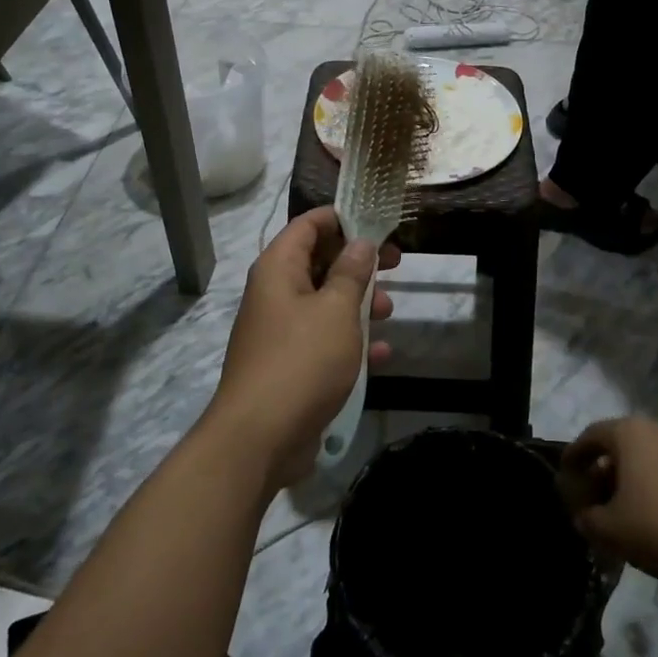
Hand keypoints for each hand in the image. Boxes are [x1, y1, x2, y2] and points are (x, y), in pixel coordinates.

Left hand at [204, 208, 399, 493]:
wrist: (260, 438)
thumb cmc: (302, 361)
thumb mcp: (336, 311)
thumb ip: (351, 273)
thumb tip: (360, 243)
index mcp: (278, 269)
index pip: (308, 225)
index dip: (342, 218)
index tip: (378, 223)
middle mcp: (275, 293)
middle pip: (319, 261)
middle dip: (359, 263)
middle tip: (396, 264)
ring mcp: (280, 330)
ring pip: (325, 302)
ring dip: (359, 303)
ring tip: (390, 312)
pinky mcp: (289, 363)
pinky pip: (324, 339)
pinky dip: (351, 341)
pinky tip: (382, 355)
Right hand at [557, 418, 657, 581]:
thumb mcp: (611, 529)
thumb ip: (588, 520)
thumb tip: (583, 516)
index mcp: (629, 433)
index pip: (590, 436)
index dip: (573, 456)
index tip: (565, 475)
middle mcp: (656, 429)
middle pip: (618, 446)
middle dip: (601, 471)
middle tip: (591, 497)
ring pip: (645, 459)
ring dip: (628, 480)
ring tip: (621, 511)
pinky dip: (652, 486)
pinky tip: (652, 516)